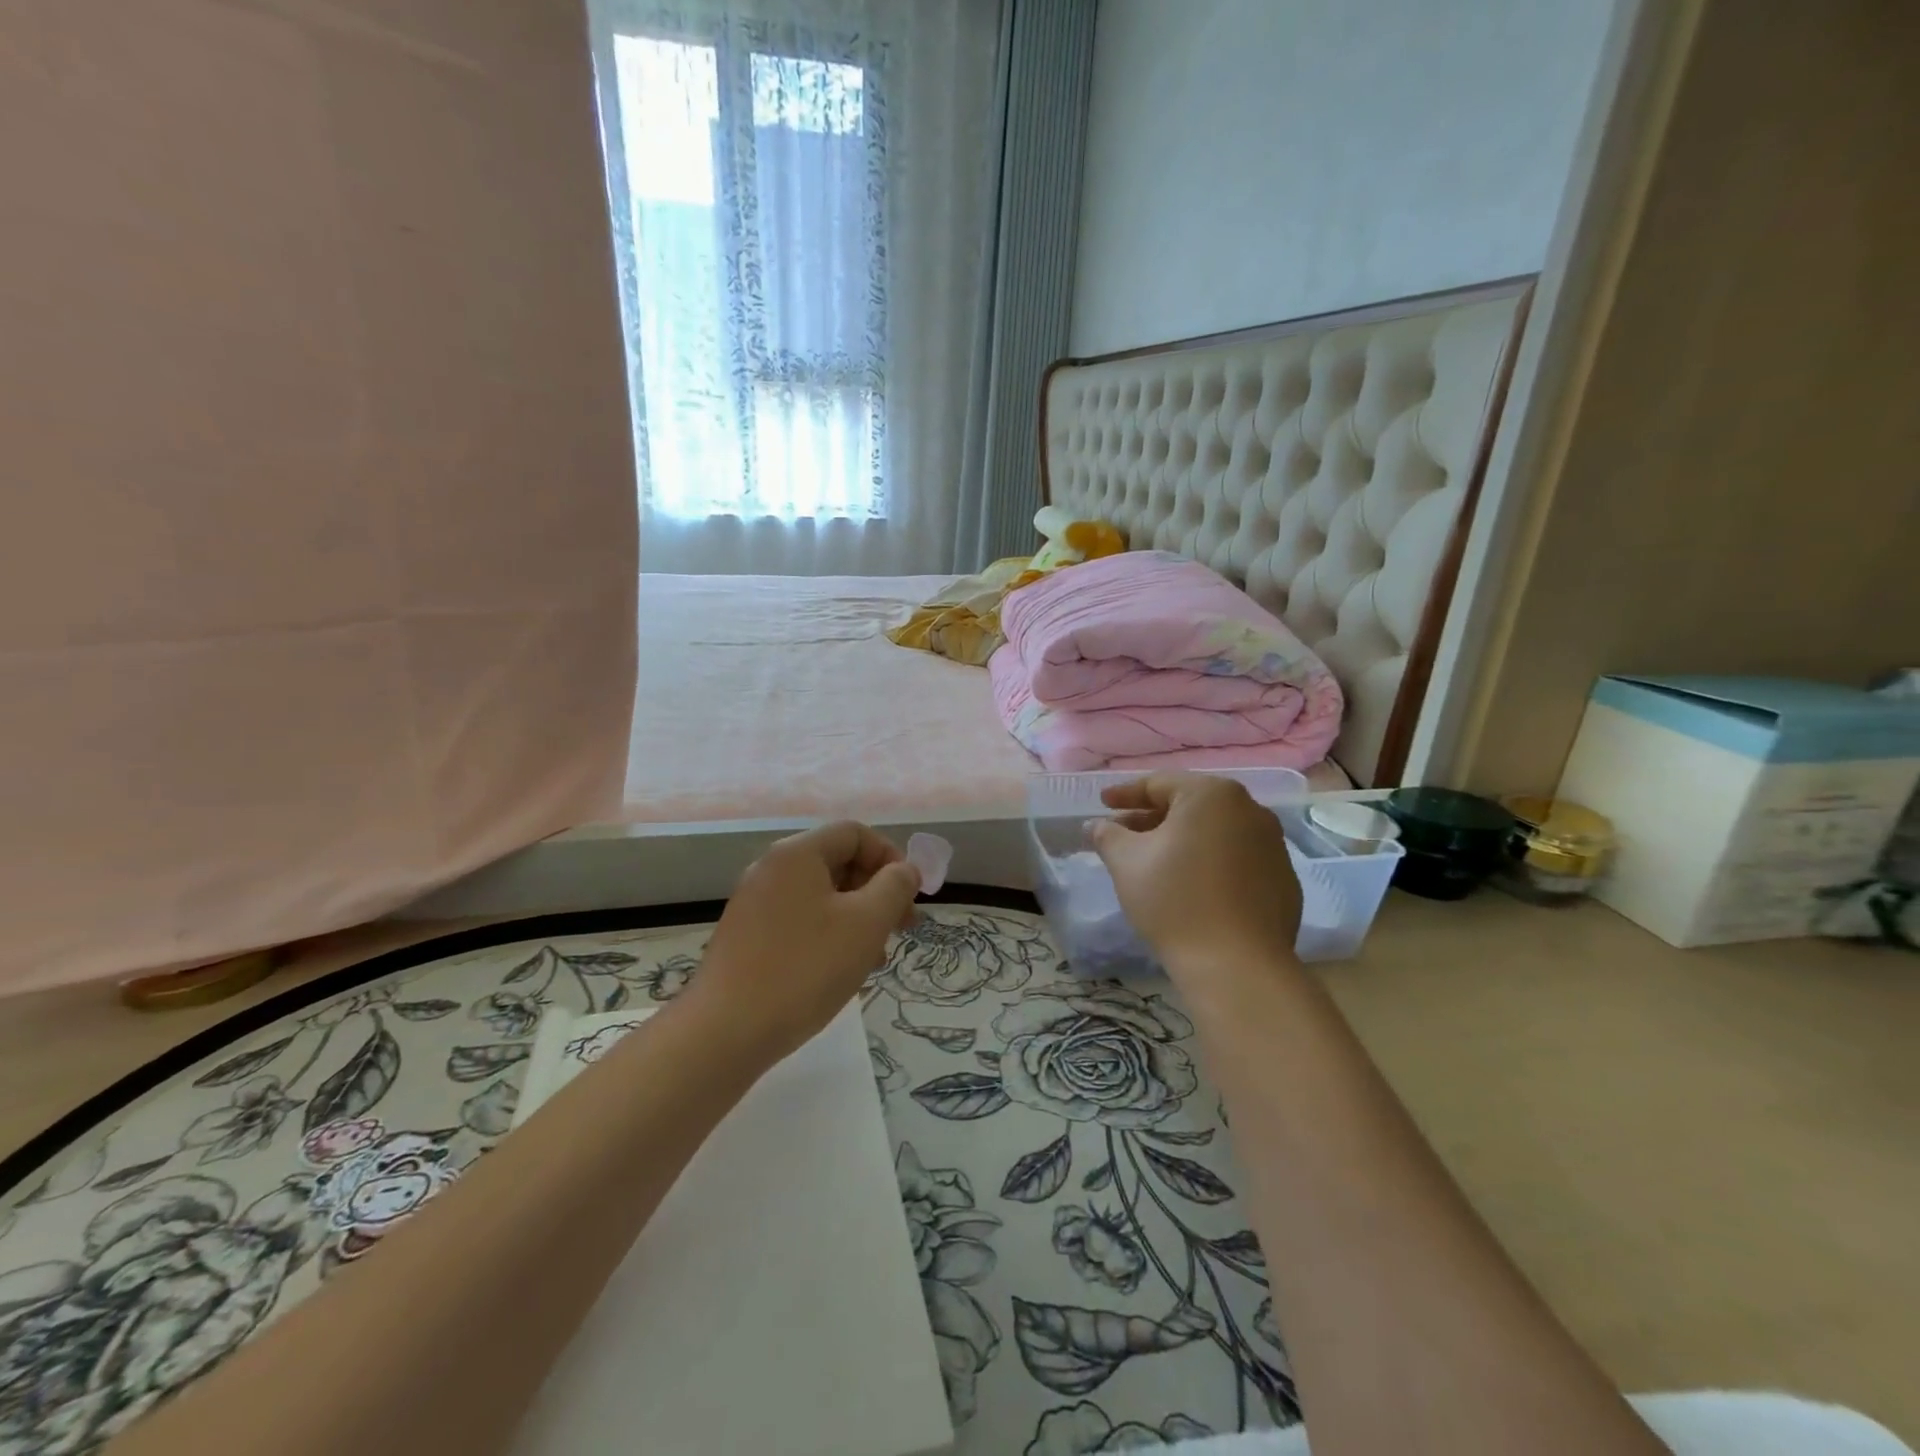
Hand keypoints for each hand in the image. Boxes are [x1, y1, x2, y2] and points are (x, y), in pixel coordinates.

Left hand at [689, 821, 920, 1063]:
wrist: (725, 1032)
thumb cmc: (806, 968)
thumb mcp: (866, 923)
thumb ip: (895, 887)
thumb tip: (905, 870)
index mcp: (797, 854)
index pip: (855, 833)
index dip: (890, 857)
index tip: (910, 896)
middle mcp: (771, 869)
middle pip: (838, 862)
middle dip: (877, 891)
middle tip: (902, 928)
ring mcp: (754, 903)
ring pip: (821, 896)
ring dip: (857, 917)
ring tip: (877, 957)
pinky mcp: (746, 936)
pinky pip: (799, 920)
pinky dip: (829, 934)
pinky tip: (842, 971)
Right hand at [1091, 773, 1301, 979]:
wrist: (1236, 965)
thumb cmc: (1174, 900)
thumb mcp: (1126, 862)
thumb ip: (1107, 835)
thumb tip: (1095, 825)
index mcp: (1212, 795)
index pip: (1159, 784)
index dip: (1125, 794)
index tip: (1102, 805)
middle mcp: (1250, 810)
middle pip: (1190, 806)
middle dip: (1152, 818)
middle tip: (1123, 834)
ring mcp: (1273, 845)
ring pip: (1216, 832)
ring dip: (1182, 840)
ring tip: (1155, 861)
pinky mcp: (1284, 880)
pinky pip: (1237, 859)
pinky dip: (1210, 863)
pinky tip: (1191, 886)